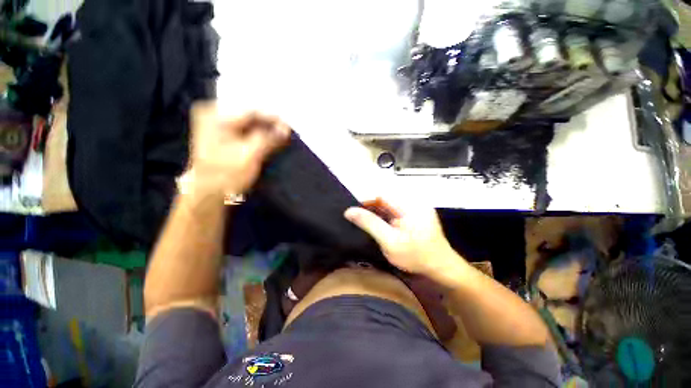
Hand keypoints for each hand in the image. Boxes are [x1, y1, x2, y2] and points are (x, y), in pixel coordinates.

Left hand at [185, 102, 289, 198]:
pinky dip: (259, 136)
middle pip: (249, 116)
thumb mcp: (250, 155)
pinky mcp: (223, 136)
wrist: (209, 194)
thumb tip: (286, 129)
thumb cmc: (226, 175)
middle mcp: (213, 115)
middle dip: (270, 125)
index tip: (289, 126)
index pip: (251, 111)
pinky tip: (271, 141)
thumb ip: (268, 138)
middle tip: (287, 132)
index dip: (273, 118)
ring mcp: (217, 125)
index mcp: (214, 115)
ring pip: (249, 124)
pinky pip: (245, 131)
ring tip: (282, 136)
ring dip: (266, 131)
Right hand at [344, 198, 460, 276]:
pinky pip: (396, 207)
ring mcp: (416, 205)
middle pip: (386, 196)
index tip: (353, 210)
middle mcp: (413, 200)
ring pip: (390, 201)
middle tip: (358, 217)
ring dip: (377, 209)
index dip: (365, 199)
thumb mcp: (389, 241)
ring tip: (367, 220)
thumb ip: (369, 223)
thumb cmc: (415, 256)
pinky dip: (385, 213)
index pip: (381, 194)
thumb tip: (349, 211)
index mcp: (409, 205)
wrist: (440, 266)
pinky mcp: (416, 210)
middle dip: (370, 205)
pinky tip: (380, 222)